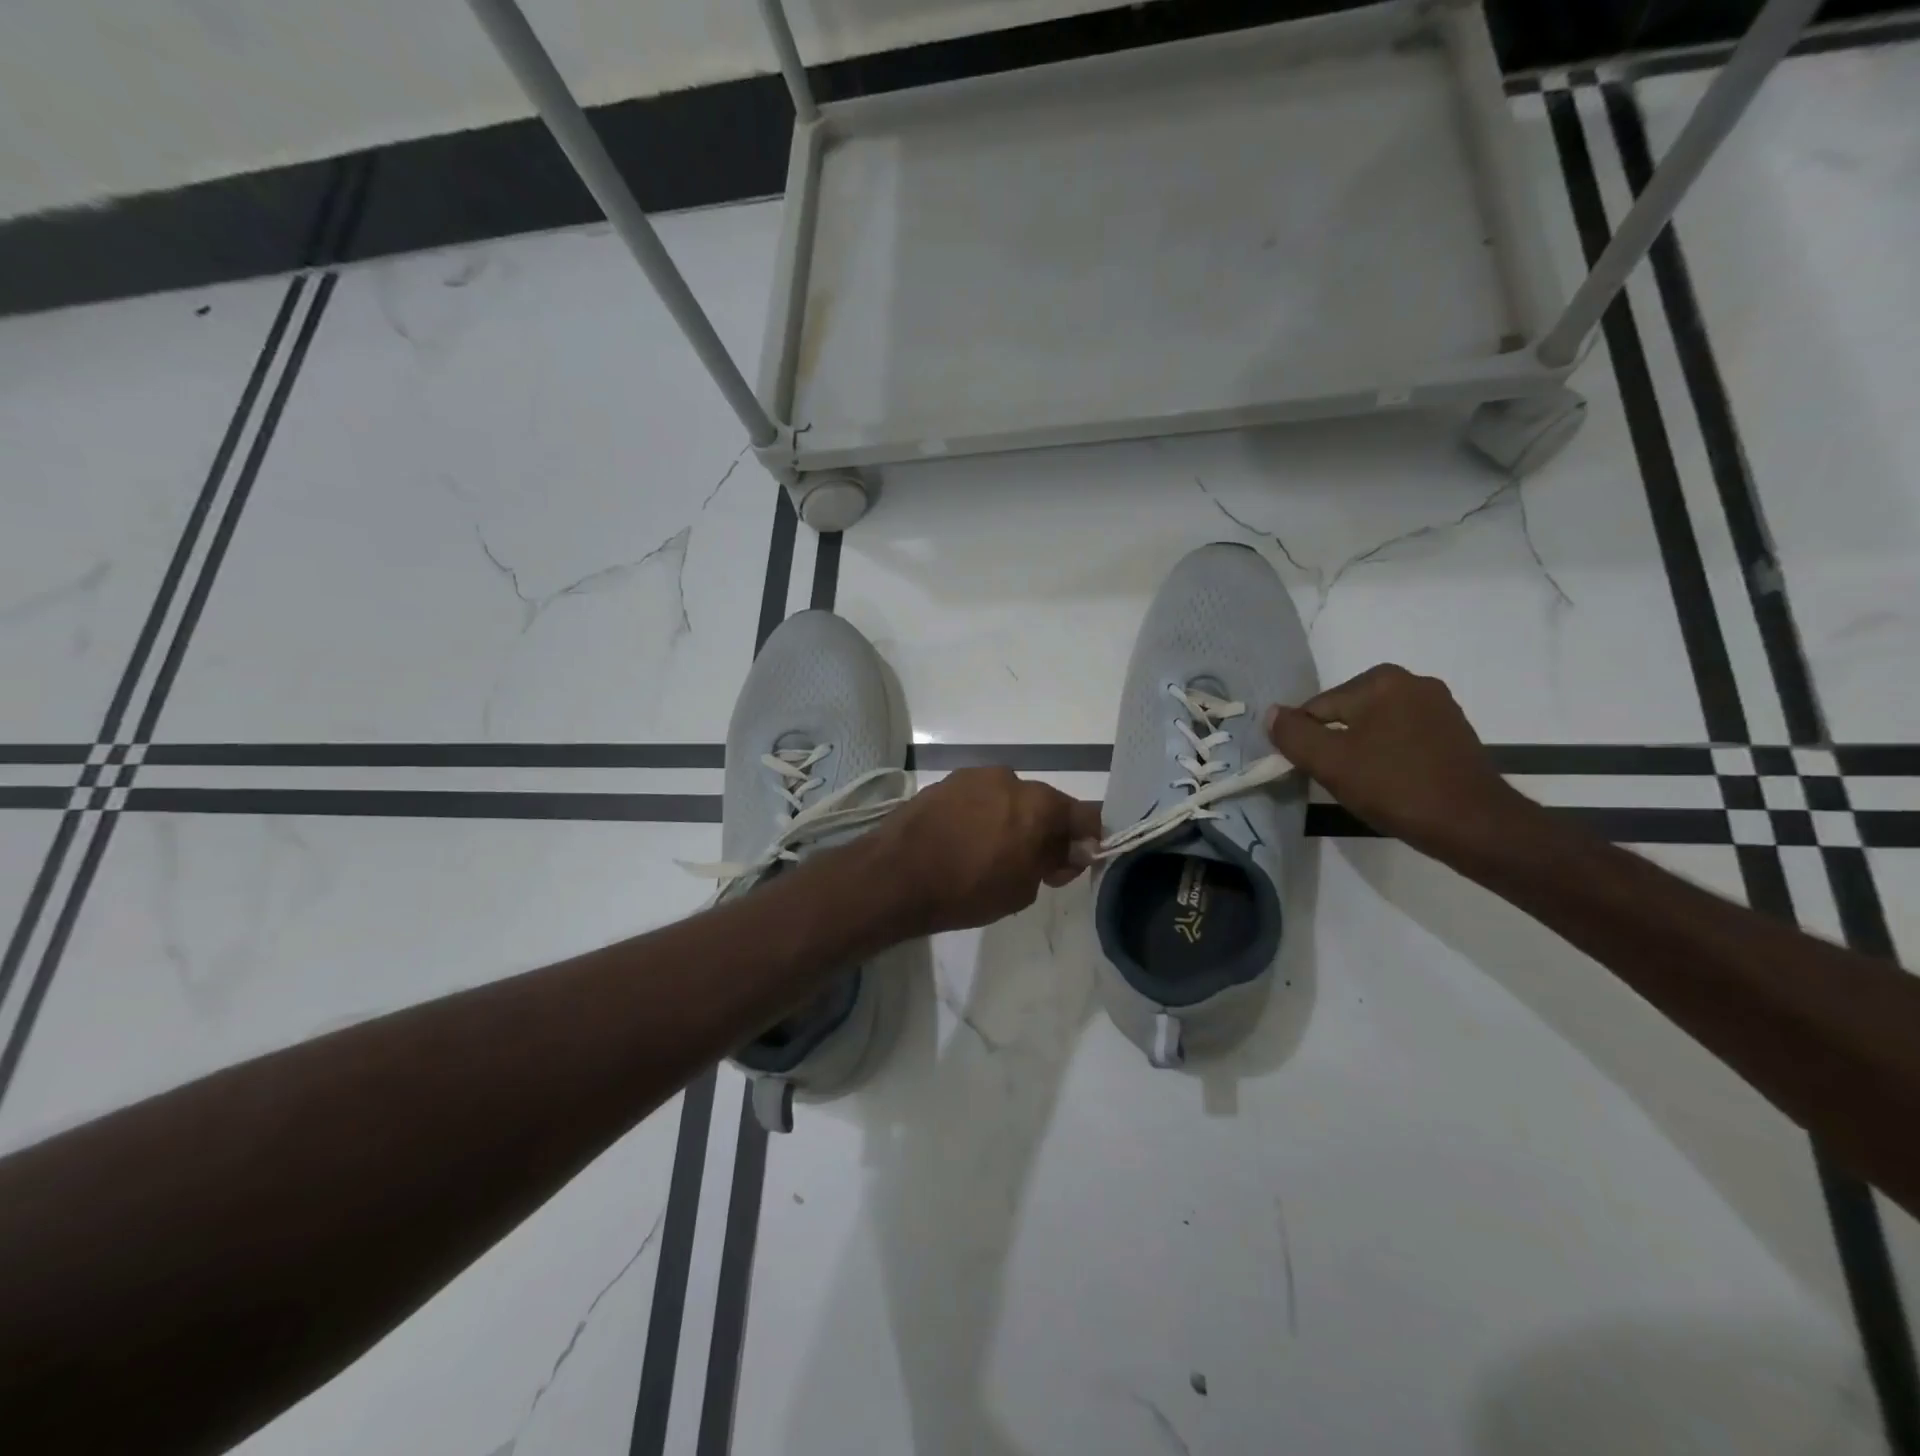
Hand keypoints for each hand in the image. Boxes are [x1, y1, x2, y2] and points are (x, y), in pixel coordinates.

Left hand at [872, 767, 1103, 936]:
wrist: (894, 876)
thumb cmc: (967, 889)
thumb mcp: (1023, 888)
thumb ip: (1054, 861)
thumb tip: (1073, 848)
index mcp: (1039, 803)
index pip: (1085, 814)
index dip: (1085, 841)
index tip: (1069, 864)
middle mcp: (1011, 779)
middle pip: (1043, 804)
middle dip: (1044, 831)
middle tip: (1029, 865)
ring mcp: (974, 776)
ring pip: (1008, 799)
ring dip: (1009, 821)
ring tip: (987, 853)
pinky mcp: (944, 782)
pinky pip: (977, 798)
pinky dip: (980, 816)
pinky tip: (962, 842)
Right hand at [1264, 664, 1529, 858]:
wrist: (1474, 825)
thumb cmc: (1395, 787)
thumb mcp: (1330, 763)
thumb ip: (1293, 735)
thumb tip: (1273, 714)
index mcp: (1381, 681)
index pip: (1319, 708)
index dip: (1308, 742)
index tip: (1316, 772)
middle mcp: (1413, 682)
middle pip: (1347, 714)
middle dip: (1336, 745)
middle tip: (1343, 781)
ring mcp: (1439, 706)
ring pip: (1374, 727)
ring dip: (1362, 751)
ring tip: (1368, 785)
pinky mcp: (1454, 732)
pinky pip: (1402, 737)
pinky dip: (1389, 756)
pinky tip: (1394, 782)